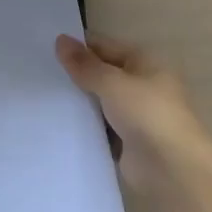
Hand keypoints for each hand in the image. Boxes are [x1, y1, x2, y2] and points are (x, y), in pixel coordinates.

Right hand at [56, 33, 211, 192]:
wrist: (172, 171)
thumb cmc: (147, 114)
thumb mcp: (111, 82)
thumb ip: (84, 64)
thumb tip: (60, 40)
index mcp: (144, 62)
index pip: (104, 46)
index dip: (77, 45)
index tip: (44, 47)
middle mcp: (140, 85)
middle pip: (101, 73)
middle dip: (75, 74)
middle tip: (38, 71)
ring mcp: (134, 115)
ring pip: (99, 102)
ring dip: (78, 101)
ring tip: (42, 95)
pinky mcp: (127, 142)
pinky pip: (100, 127)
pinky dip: (84, 126)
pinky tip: (57, 122)